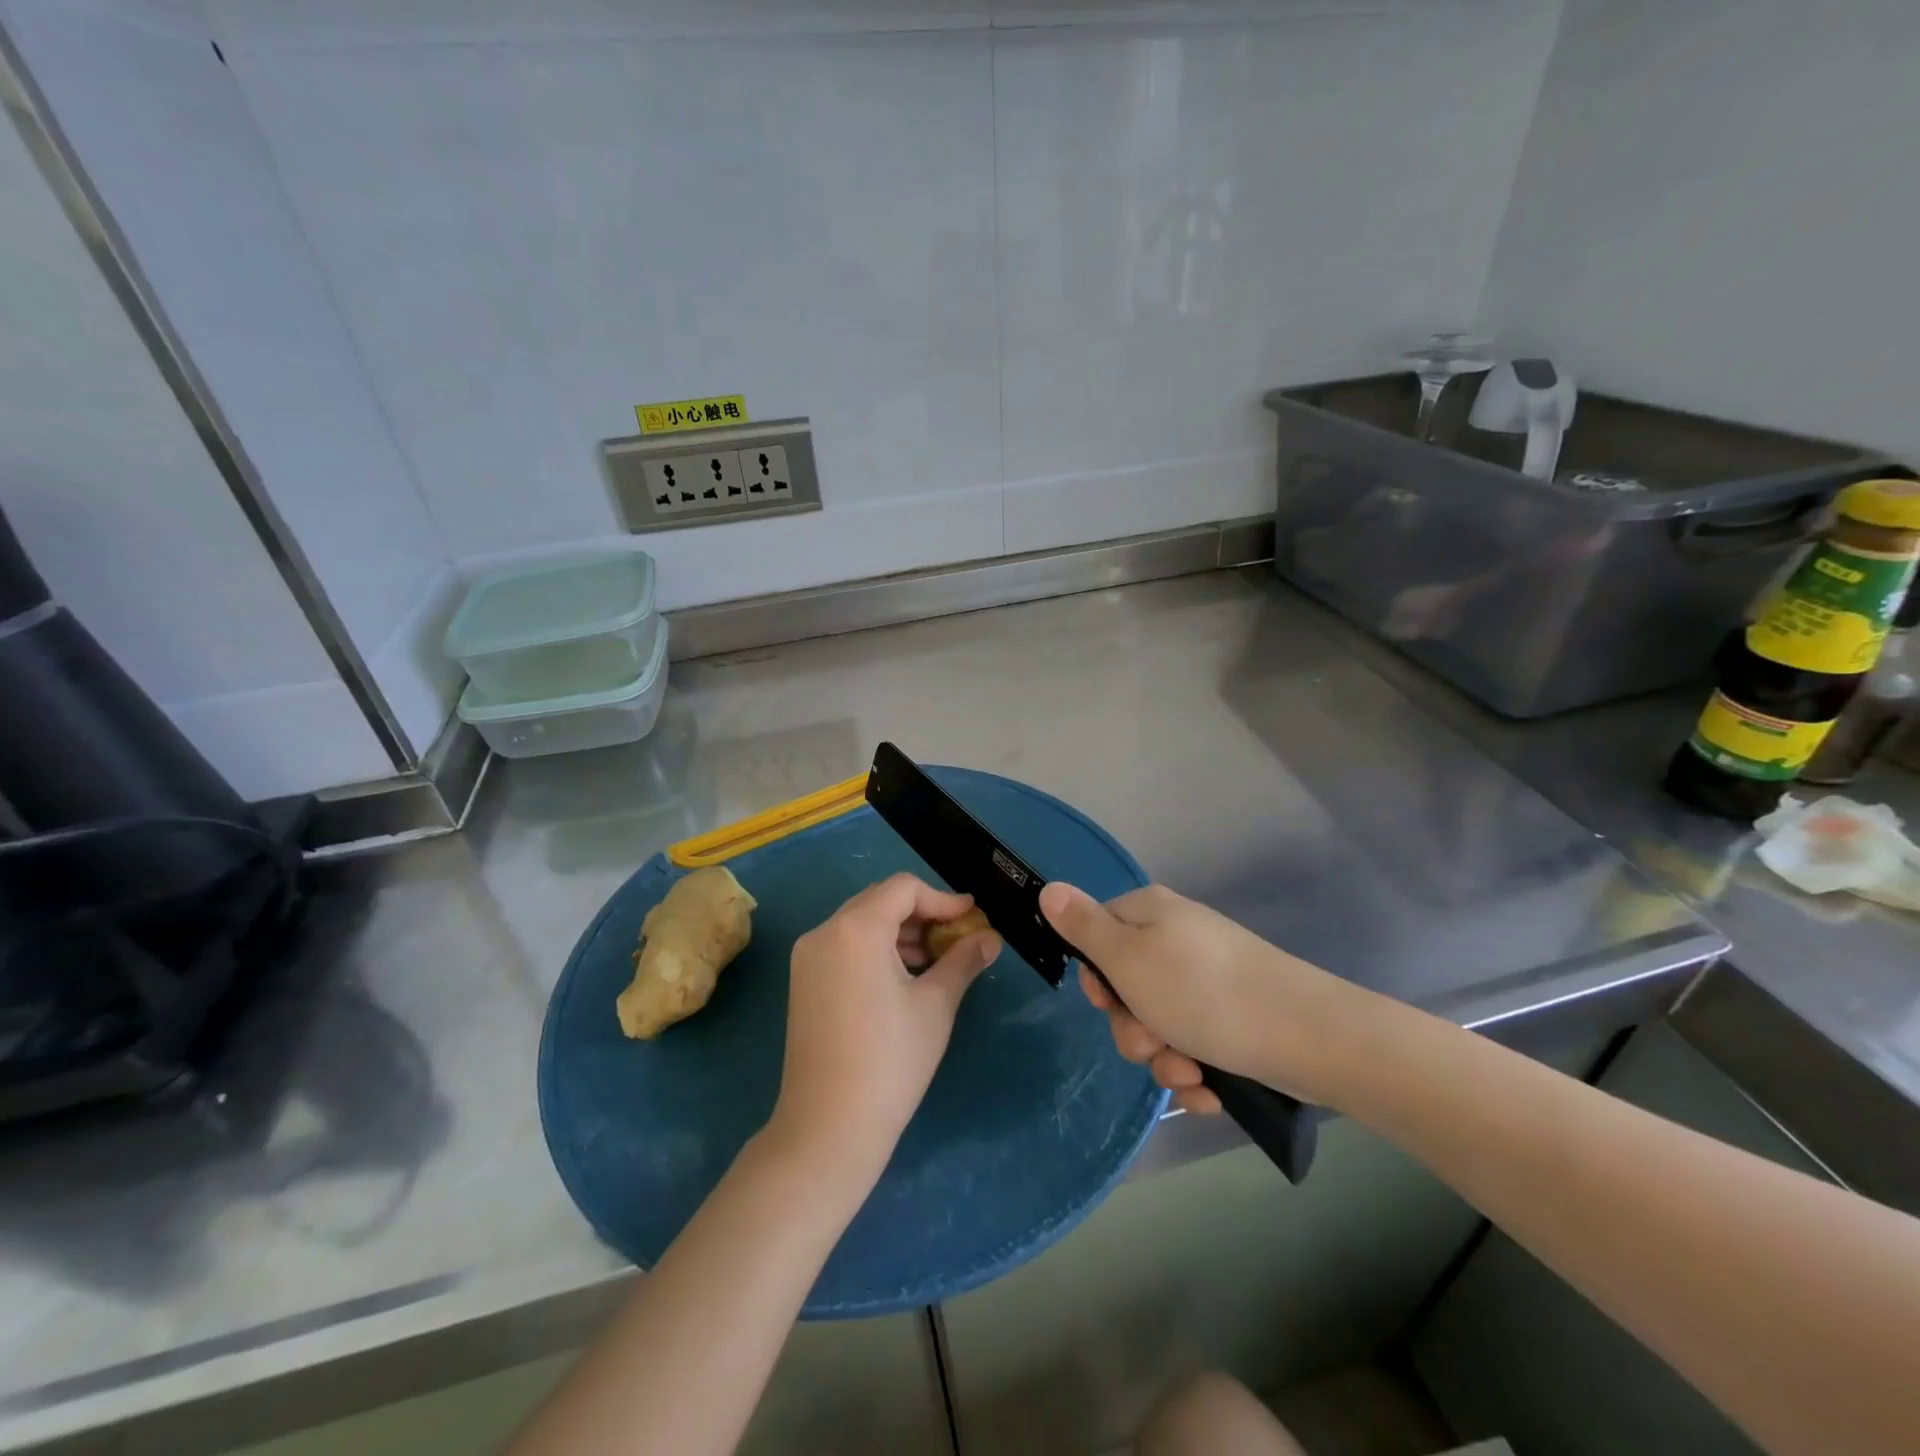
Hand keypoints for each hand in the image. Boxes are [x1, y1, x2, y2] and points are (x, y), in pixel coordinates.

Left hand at [768, 874, 1001, 1184]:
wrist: (828, 1128)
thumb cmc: (891, 1061)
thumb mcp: (936, 1005)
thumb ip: (964, 960)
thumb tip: (990, 938)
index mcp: (856, 929)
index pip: (904, 888)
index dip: (943, 898)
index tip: (973, 917)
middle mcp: (824, 932)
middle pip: (880, 900)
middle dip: (922, 913)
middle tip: (956, 936)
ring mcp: (808, 957)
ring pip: (861, 923)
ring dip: (900, 931)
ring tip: (935, 959)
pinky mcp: (803, 982)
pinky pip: (845, 945)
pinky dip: (876, 948)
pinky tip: (903, 976)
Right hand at [1038, 882, 1357, 1111]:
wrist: (1309, 1035)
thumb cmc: (1204, 992)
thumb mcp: (1128, 958)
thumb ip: (1083, 926)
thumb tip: (1048, 887)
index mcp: (1150, 914)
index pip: (1097, 933)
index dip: (1096, 975)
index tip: (1106, 1001)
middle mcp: (1177, 939)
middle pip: (1126, 986)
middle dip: (1132, 1027)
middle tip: (1151, 1042)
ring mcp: (1208, 979)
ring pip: (1159, 1023)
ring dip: (1163, 1057)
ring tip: (1188, 1072)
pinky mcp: (1234, 1016)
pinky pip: (1194, 1043)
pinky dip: (1195, 1070)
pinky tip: (1209, 1089)